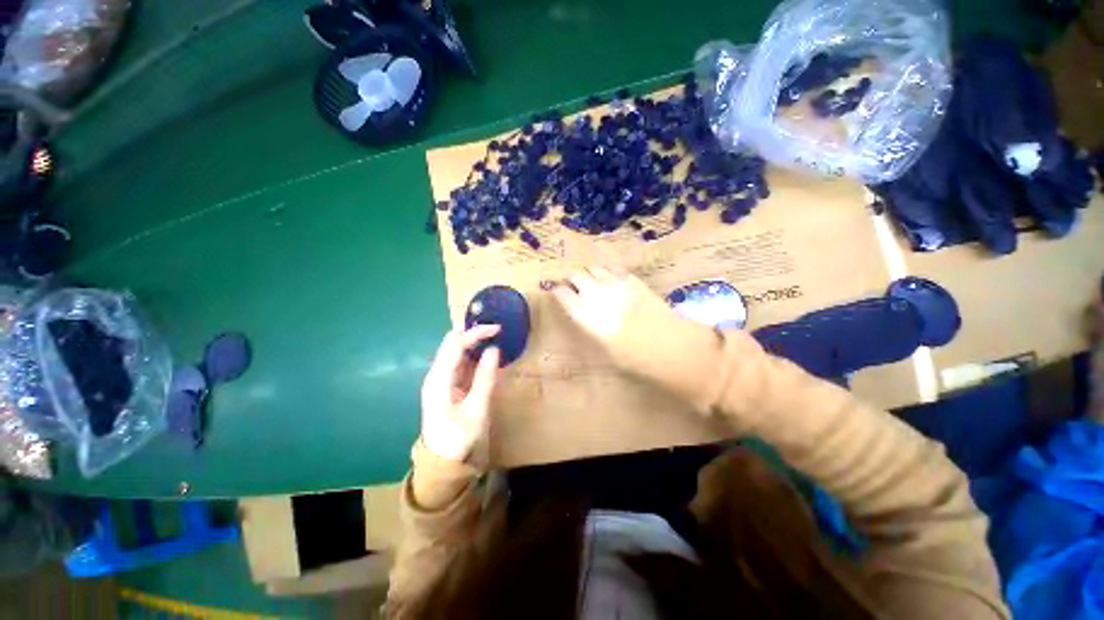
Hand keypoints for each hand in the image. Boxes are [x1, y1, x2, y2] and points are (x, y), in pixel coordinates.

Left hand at [420, 326, 500, 462]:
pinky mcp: (447, 382)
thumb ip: (485, 378)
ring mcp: (440, 377)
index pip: (455, 344)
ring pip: (456, 349)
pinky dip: (474, 353)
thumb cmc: (458, 437)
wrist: (441, 460)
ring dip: (474, 341)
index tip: (497, 329)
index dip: (475, 333)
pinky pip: (460, 360)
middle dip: (474, 332)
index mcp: (439, 379)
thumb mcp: (476, 410)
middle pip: (453, 342)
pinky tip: (487, 353)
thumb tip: (494, 349)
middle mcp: (437, 373)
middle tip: (498, 330)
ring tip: (496, 337)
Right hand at [553, 266, 723, 408]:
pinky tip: (608, 277)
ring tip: (590, 281)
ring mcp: (617, 284)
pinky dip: (606, 270)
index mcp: (587, 315)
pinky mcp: (634, 280)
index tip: (556, 292)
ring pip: (594, 268)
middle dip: (571, 279)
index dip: (558, 291)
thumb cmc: (636, 358)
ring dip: (588, 273)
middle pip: (576, 275)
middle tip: (572, 286)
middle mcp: (598, 295)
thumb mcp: (606, 350)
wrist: (673, 346)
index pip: (564, 295)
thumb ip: (591, 327)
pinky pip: (614, 268)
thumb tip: (584, 316)